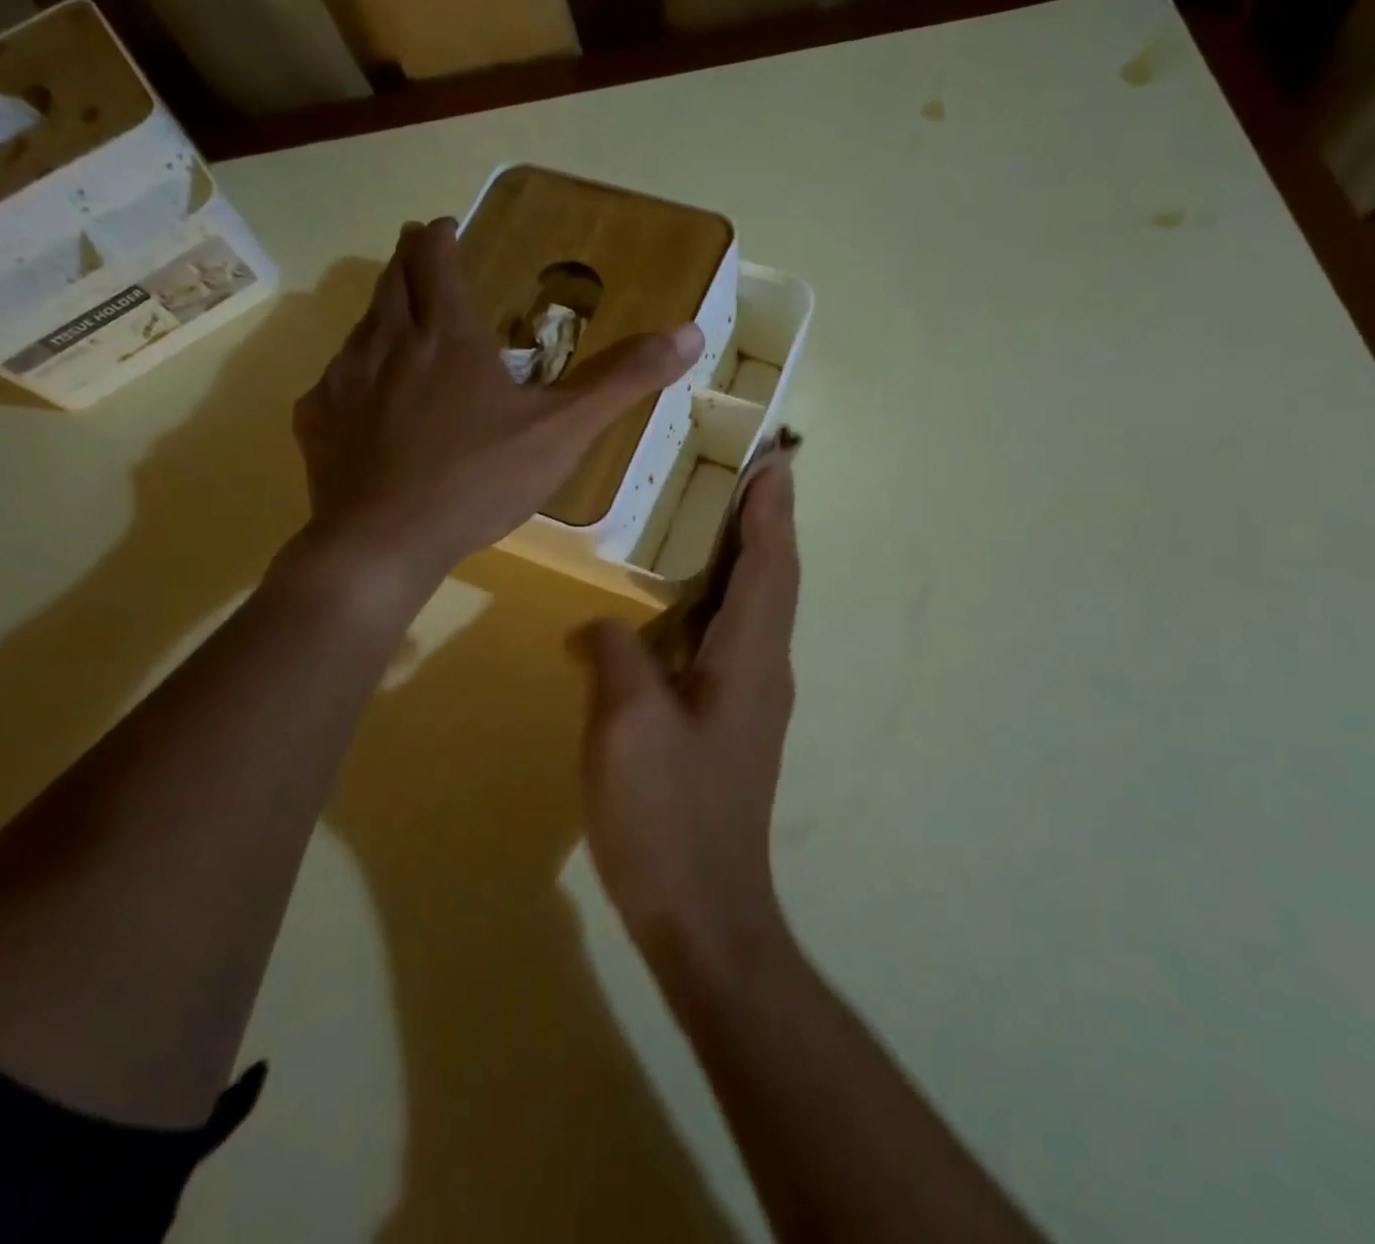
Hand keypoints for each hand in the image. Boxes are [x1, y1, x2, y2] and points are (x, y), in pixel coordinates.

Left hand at [290, 217, 702, 595]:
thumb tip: (690, 332)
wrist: (385, 541)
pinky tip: (362, 397)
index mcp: (448, 337)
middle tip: (419, 255)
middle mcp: (388, 342)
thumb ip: (623, 380)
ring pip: (360, 328)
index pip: (437, 262)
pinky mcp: (317, 422)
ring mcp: (343, 381)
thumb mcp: (564, 430)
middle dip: (407, 262)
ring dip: (380, 313)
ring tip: (395, 319)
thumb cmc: (479, 480)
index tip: (444, 228)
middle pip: (392, 283)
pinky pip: (333, 382)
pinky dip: (352, 375)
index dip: (441, 239)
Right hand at [574, 464, 799, 973]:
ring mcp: (749, 698)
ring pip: (751, 609)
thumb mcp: (626, 724)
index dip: (772, 508)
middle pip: (770, 577)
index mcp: (750, 657)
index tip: (774, 458)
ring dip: (739, 558)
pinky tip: (671, 605)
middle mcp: (763, 668)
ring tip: (706, 519)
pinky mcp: (729, 723)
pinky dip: (711, 603)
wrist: (705, 916)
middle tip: (741, 472)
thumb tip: (600, 626)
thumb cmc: (669, 816)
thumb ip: (614, 654)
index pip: (769, 563)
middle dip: (762, 521)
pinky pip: (726, 640)